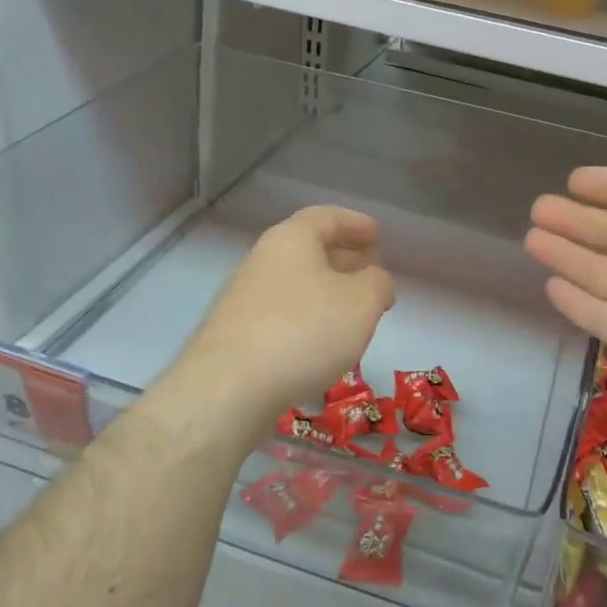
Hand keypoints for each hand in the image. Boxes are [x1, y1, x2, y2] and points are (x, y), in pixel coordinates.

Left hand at [175, 206, 394, 429]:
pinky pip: (283, 313)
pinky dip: (309, 318)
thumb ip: (378, 283)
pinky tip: (325, 344)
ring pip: (297, 283)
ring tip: (356, 313)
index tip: (378, 235)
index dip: (356, 223)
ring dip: (329, 292)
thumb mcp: (361, 302)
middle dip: (345, 259)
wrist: (227, 390)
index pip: (327, 217)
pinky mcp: (238, 334)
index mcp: (291, 239)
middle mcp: (263, 259)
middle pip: (310, 249)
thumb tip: (375, 282)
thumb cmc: (303, 331)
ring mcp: (246, 298)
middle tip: (373, 274)